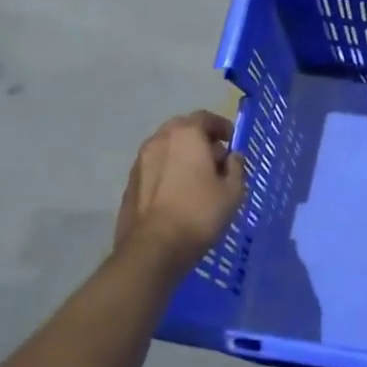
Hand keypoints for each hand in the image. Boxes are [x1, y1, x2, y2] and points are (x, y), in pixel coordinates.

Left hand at [114, 111, 246, 271]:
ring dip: (182, 155)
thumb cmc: (199, 213)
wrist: (153, 248)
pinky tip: (178, 192)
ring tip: (197, 177)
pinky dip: (168, 170)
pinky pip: (155, 167)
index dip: (222, 127)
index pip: (205, 117)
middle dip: (200, 139)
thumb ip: (236, 167)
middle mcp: (159, 140)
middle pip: (182, 129)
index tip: (232, 141)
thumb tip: (232, 156)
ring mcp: (140, 161)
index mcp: (186, 135)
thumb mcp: (233, 191)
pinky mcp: (130, 183)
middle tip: (215, 157)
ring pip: (166, 148)